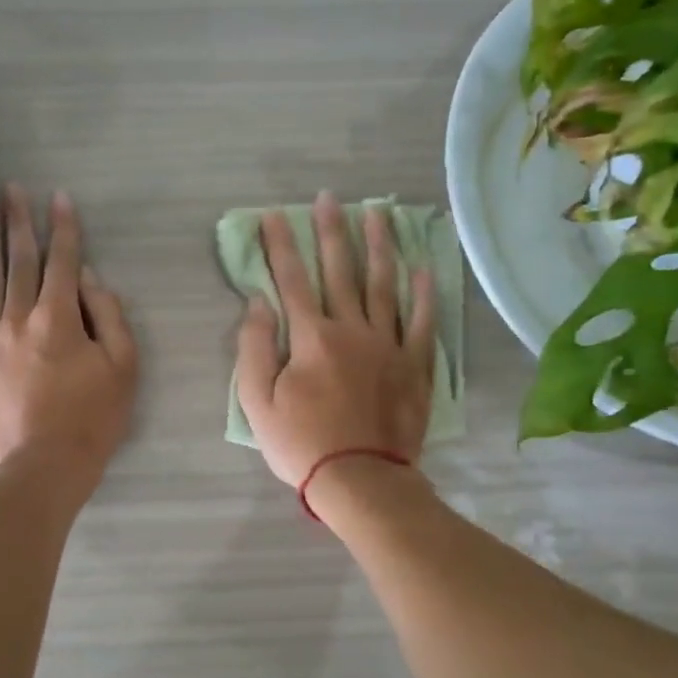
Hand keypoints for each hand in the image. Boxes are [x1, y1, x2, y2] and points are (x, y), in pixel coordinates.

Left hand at [0, 185, 137, 492]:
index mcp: (58, 319)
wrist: (42, 469)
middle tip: (11, 189)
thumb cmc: (92, 420)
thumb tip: (88, 279)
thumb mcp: (123, 368)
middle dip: (18, 222)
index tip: (58, 198)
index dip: (63, 228)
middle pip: (19, 262)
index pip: (62, 262)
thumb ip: (108, 317)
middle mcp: (18, 319)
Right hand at [235, 191, 435, 496]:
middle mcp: (352, 329)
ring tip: (378, 213)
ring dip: (379, 247)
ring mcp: (389, 345)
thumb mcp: (257, 402)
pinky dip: (424, 294)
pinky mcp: (415, 365)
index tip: (273, 215)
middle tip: (329, 198)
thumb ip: (253, 348)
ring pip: (384, 285)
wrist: (361, 480)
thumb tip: (258, 303)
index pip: (292, 280)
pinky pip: (422, 322)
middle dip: (331, 231)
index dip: (280, 246)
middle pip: (340, 271)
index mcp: (311, 337)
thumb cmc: (302, 444)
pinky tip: (424, 268)